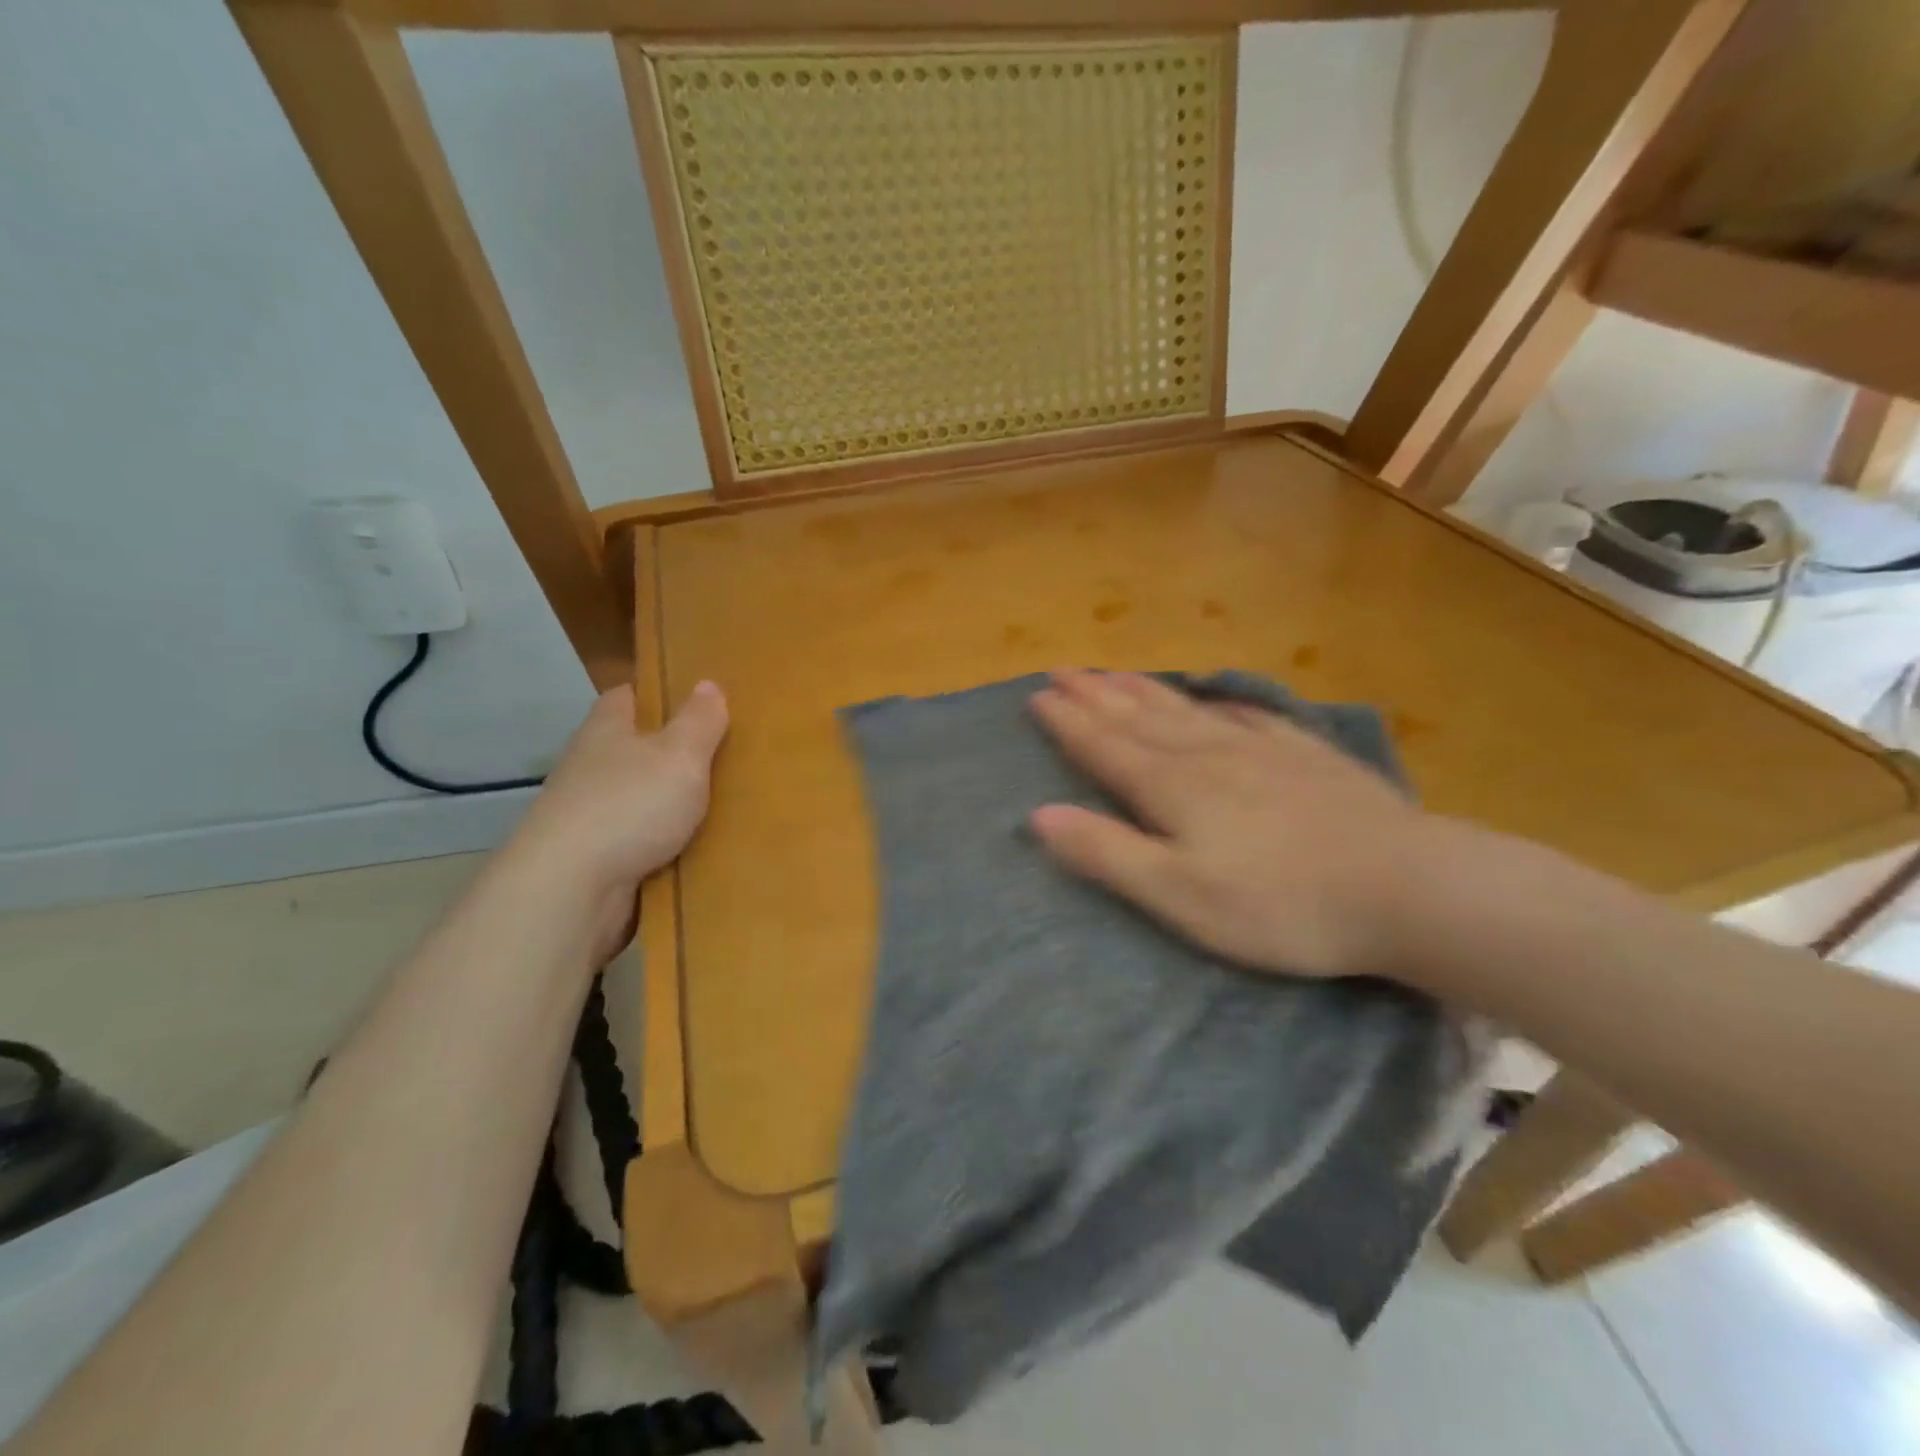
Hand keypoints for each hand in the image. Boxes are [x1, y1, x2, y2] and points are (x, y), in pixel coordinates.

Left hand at [507, 682, 728, 957]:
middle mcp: (590, 766)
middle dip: (671, 750)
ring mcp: (587, 813)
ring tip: (720, 802)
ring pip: (637, 795)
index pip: (627, 695)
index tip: (697, 699)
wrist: (570, 889)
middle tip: (723, 753)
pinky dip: (662, 841)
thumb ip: (699, 721)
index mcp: (605, 730)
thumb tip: (708, 684)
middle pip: (634, 747)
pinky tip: (696, 846)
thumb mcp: (680, 755)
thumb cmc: (629, 806)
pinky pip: (637, 838)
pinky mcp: (593, 856)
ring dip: (668, 800)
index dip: (660, 694)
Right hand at [1028, 669, 1445, 978]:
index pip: (1105, 746)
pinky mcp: (1306, 756)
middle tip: (1064, 669)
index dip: (1068, 722)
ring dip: (1145, 691)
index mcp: (1172, 788)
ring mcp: (1261, 750)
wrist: (1406, 887)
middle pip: (1139, 717)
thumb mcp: (1178, 894)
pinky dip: (1221, 703)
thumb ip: (1107, 852)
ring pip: (1187, 711)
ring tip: (1116, 672)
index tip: (1038, 695)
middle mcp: (1208, 755)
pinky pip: (1250, 717)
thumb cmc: (1280, 904)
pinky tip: (1217, 697)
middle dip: (1096, 694)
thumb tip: (1039, 816)